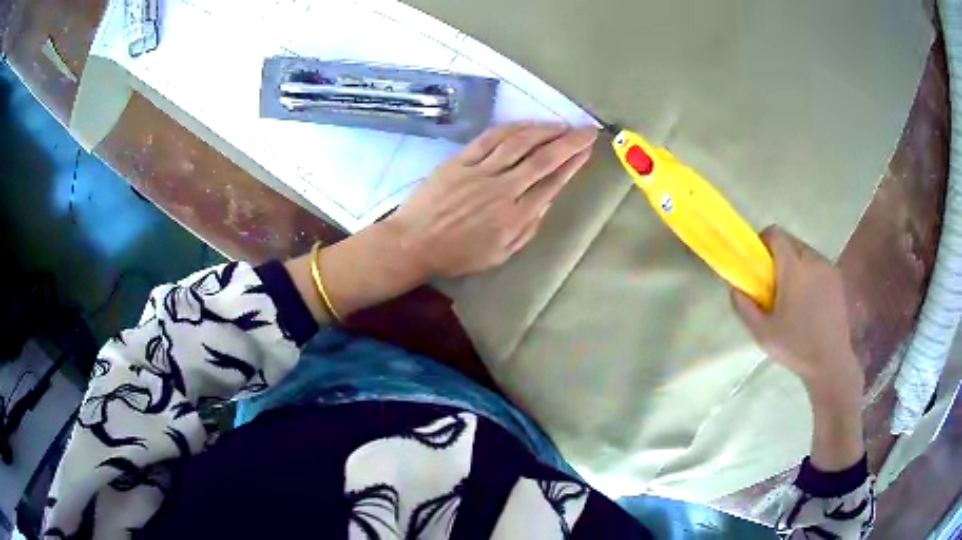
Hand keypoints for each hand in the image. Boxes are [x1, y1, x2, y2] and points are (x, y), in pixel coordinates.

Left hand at [285, 122, 595, 320]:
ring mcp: (480, 172)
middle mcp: (503, 190)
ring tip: (561, 124)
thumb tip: (547, 200)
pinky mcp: (460, 160)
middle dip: (569, 142)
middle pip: (543, 159)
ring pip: (519, 143)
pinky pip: (491, 139)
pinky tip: (527, 124)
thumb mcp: (499, 254)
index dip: (573, 164)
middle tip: (586, 130)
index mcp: (514, 217)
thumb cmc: (457, 254)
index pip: (552, 183)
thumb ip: (527, 228)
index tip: (586, 150)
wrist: (413, 243)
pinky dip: (513, 128)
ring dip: (544, 130)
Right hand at [731, 226, 864, 471]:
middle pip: (790, 241)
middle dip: (778, 254)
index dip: (762, 241)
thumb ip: (744, 307)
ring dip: (795, 262)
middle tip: (772, 281)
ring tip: (791, 292)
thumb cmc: (796, 347)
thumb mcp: (762, 333)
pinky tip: (808, 299)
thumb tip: (735, 287)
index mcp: (793, 268)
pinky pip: (818, 264)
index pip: (775, 234)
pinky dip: (809, 272)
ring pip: (805, 251)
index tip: (757, 262)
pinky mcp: (837, 278)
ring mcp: (828, 268)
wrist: (831, 362)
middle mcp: (812, 260)